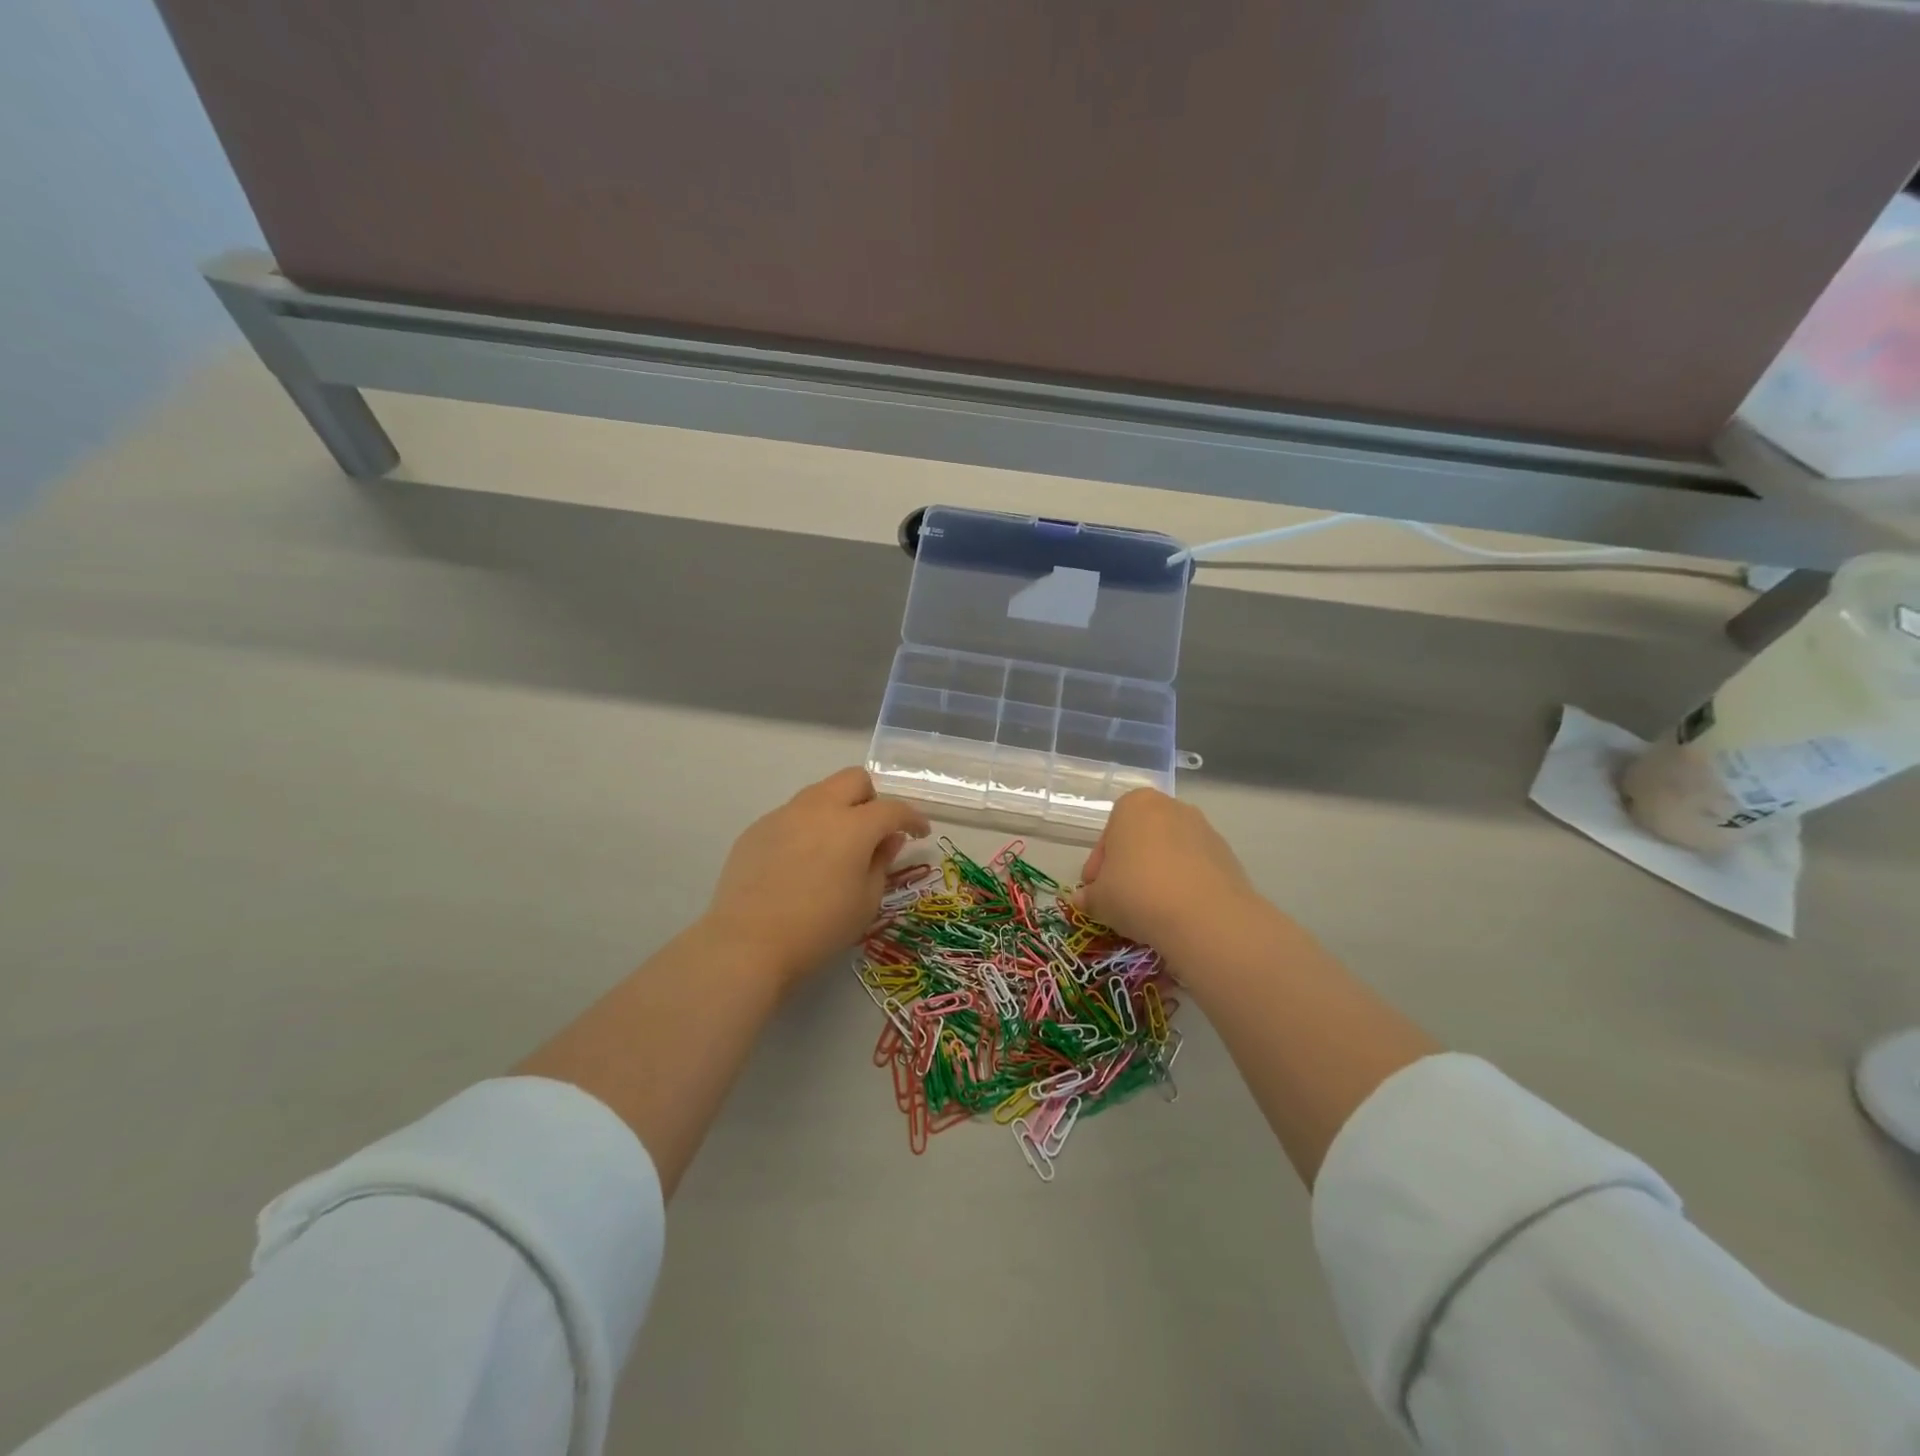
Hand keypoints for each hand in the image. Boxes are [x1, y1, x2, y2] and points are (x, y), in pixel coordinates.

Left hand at [702, 768, 929, 988]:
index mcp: (853, 825)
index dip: (913, 818)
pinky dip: (808, 827)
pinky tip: (801, 862)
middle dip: (873, 798)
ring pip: (820, 793)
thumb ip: (881, 863)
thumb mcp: (866, 902)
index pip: (893, 809)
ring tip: (836, 846)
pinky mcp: (757, 829)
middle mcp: (819, 808)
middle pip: (854, 779)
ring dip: (838, 809)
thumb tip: (888, 840)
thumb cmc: (819, 928)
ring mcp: (784, 815)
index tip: (920, 833)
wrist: (748, 942)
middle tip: (876, 830)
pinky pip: (792, 815)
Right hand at [1074, 789, 1265, 961]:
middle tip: (1120, 899)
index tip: (1096, 890)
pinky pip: (1194, 868)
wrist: (1205, 916)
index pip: (1108, 834)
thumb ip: (1089, 896)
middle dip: (1128, 866)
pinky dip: (1183, 884)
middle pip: (1140, 838)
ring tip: (1150, 909)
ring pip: (1169, 852)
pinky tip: (1177, 911)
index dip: (1098, 866)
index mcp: (1134, 804)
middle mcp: (1171, 807)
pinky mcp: (1227, 855)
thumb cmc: (1138, 893)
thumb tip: (1084, 900)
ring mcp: (1203, 829)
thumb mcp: (1099, 899)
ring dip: (1157, 875)